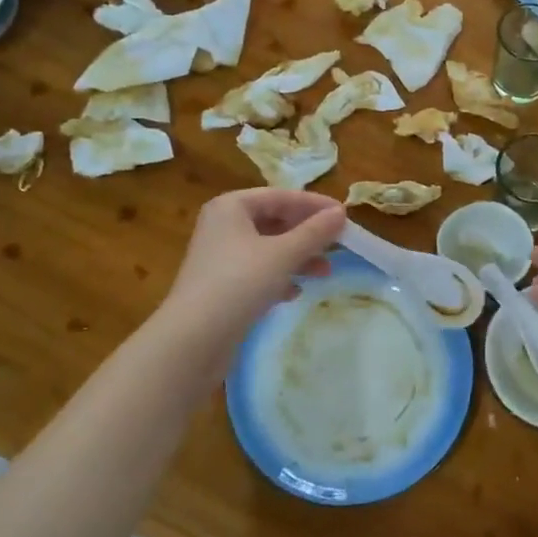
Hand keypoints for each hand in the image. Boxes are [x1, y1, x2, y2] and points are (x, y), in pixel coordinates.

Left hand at [162, 188, 346, 348]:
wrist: (193, 340)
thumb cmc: (239, 283)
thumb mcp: (283, 254)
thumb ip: (315, 232)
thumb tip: (341, 212)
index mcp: (231, 207)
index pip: (280, 196)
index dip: (314, 204)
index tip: (344, 215)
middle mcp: (223, 226)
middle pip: (274, 221)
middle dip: (307, 234)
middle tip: (338, 245)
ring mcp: (220, 257)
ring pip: (268, 248)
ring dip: (298, 257)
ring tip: (324, 273)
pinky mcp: (221, 286)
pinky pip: (257, 272)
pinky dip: (279, 277)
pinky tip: (294, 293)